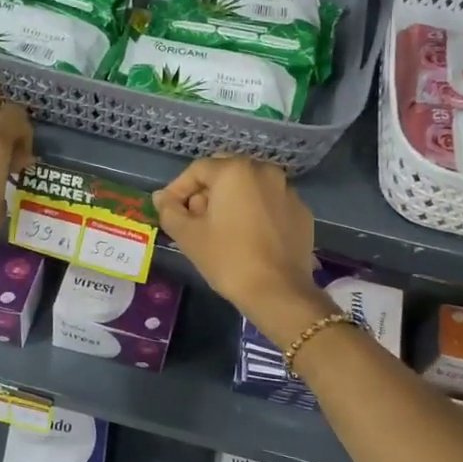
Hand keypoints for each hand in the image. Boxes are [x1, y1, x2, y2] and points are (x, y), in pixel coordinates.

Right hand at [154, 156, 330, 343]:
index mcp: (235, 171)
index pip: (197, 170)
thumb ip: (169, 210)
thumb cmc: (227, 259)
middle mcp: (264, 171)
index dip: (178, 189)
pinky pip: (270, 203)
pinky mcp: (301, 212)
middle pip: (225, 173)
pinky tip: (248, 237)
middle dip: (206, 192)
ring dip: (231, 200)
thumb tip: (161, 197)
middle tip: (194, 220)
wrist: (278, 291)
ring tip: (221, 229)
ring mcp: (287, 190)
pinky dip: (255, 212)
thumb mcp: (188, 235)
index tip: (169, 211)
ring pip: (250, 187)